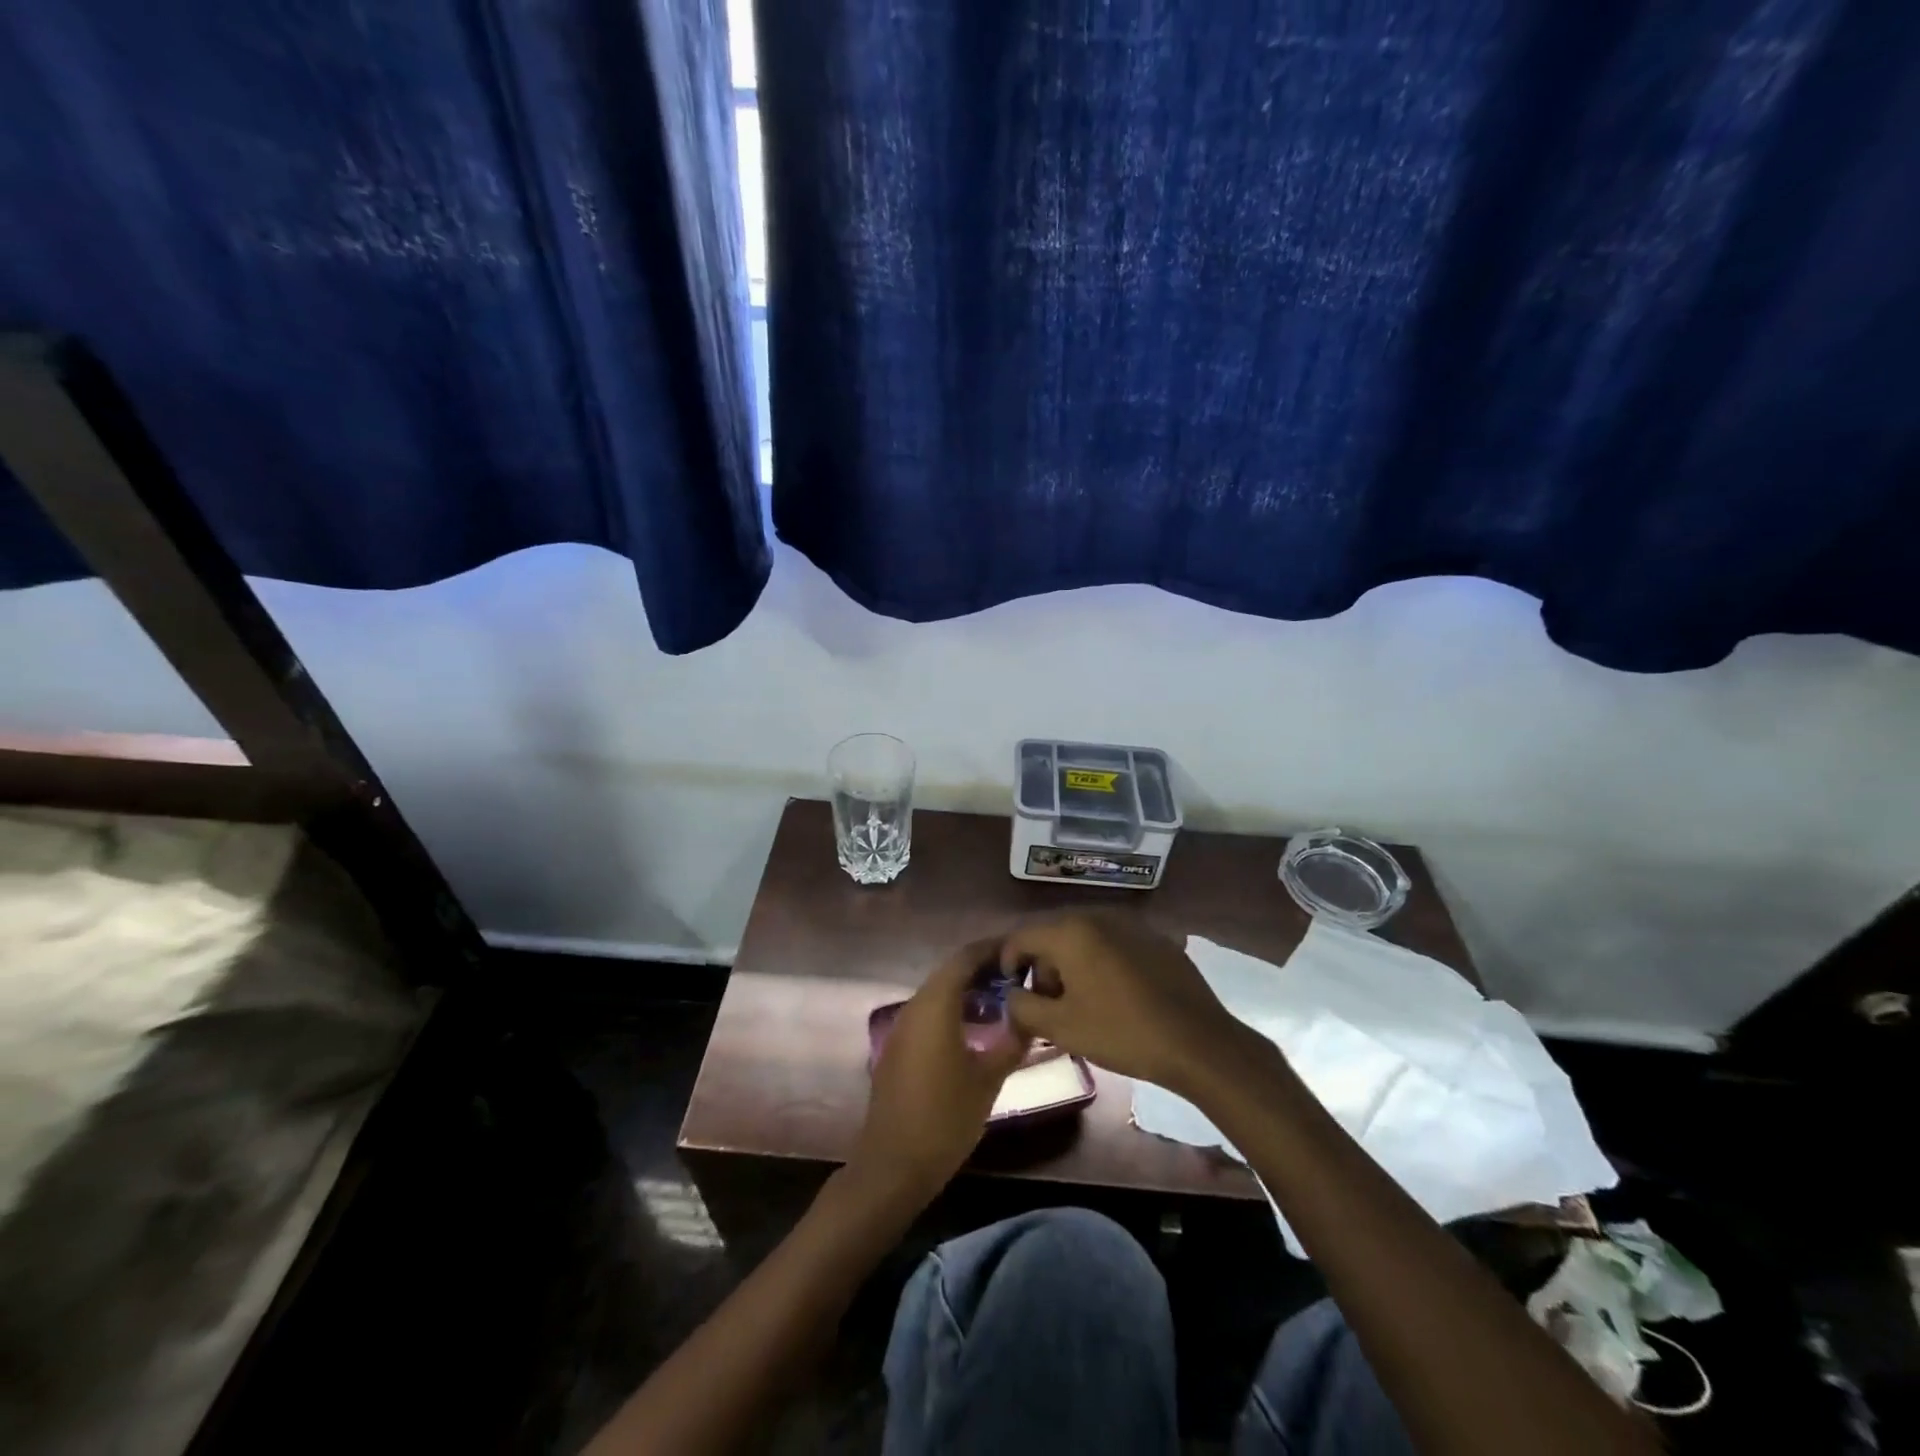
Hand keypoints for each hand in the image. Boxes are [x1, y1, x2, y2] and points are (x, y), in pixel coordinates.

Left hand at [850, 939, 1028, 1206]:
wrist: (893, 1164)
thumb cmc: (945, 1118)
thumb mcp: (988, 1080)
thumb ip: (1012, 1041)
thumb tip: (1031, 1014)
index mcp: (936, 1005)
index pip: (965, 958)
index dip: (993, 949)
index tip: (1021, 951)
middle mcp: (915, 1006)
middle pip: (951, 971)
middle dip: (983, 968)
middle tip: (1019, 976)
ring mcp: (902, 1026)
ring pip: (939, 991)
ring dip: (968, 989)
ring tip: (1004, 999)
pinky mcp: (898, 1046)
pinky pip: (929, 1012)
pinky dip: (953, 1008)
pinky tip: (976, 1027)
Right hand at [1002, 913, 1252, 1094]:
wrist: (1197, 1041)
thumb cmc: (1121, 1032)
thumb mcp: (1061, 1028)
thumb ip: (1023, 1007)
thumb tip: (1011, 996)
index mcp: (1070, 931)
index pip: (1021, 936)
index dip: (1008, 963)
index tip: (1011, 992)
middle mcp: (1098, 916)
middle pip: (1053, 934)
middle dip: (1042, 966)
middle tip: (1046, 1003)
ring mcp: (1130, 924)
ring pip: (1084, 938)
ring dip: (1071, 964)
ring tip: (1079, 1002)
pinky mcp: (1155, 938)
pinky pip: (1113, 944)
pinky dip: (1101, 962)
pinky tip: (1113, 995)